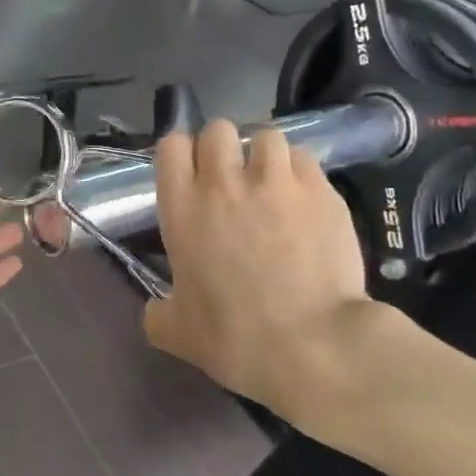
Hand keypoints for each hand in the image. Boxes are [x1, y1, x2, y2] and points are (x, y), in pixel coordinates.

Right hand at [145, 121, 370, 416]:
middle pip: (218, 130)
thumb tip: (155, 310)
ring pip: (266, 136)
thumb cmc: (236, 339)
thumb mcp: (179, 334)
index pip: (171, 146)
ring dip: (264, 155)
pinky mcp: (320, 190)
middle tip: (232, 179)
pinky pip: (304, 159)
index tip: (190, 175)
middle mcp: (224, 183)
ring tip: (273, 183)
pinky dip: (300, 172)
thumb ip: (159, 314)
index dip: (181, 155)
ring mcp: (276, 181)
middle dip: (223, 147)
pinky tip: (305, 198)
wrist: (312, 345)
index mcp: (183, 208)